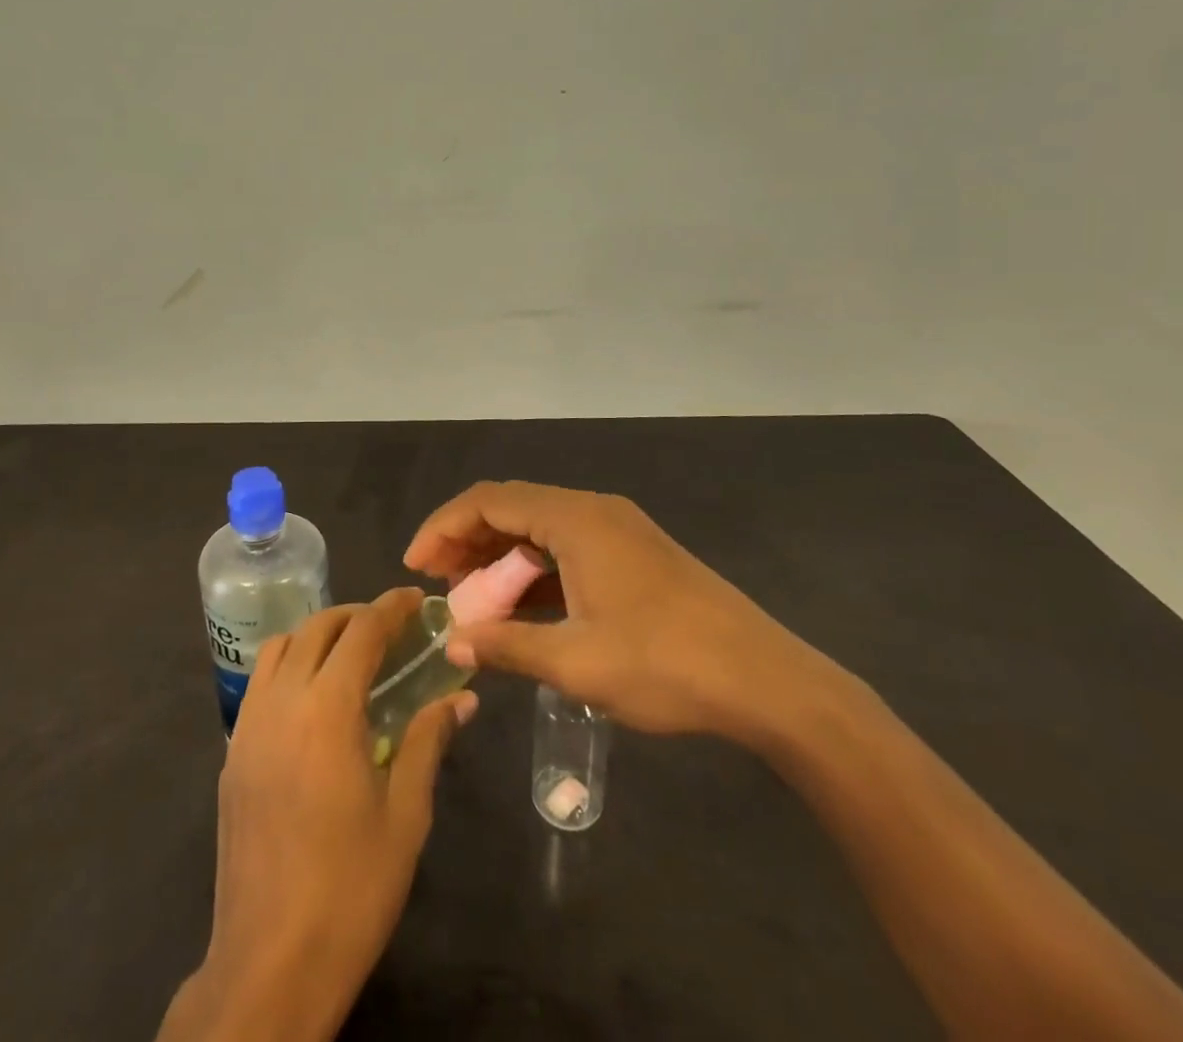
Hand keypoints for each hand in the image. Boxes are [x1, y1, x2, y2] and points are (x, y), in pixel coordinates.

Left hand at [159, 589, 475, 1041]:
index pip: (362, 631)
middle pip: (317, 628)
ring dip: (317, 635)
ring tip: (350, 654)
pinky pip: (260, 683)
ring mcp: (249, 727)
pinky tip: (313, 699)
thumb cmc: (351, 888)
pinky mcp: (232, 754)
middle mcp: (282, 702)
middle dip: (356, 615)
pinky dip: (289, 665)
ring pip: (280, 648)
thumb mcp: (405, 814)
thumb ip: (429, 741)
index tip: (417, 600)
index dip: (391, 607)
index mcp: (327, 709)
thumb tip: (459, 698)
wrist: (270, 961)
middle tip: (390, 627)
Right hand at [403, 481, 846, 750]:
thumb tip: (452, 645)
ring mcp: (618, 530)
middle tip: (439, 585)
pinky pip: (566, 548)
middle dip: (468, 542)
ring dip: (501, 558)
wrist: (767, 681)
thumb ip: (507, 646)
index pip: (489, 501)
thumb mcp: (576, 663)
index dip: (444, 527)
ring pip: (539, 529)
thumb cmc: (665, 665)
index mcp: (576, 519)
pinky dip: (535, 571)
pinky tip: (521, 608)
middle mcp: (594, 511)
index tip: (415, 566)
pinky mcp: (634, 554)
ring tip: (472, 600)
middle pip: (512, 508)